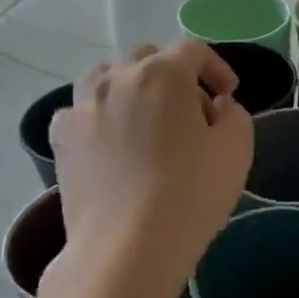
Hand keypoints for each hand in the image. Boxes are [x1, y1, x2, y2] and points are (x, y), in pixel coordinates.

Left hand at [49, 43, 251, 295]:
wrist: (128, 246)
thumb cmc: (192, 192)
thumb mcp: (237, 149)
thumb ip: (234, 114)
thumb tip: (216, 106)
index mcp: (163, 73)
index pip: (194, 50)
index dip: (217, 67)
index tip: (229, 95)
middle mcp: (116, 78)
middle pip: (149, 59)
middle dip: (175, 77)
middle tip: (193, 113)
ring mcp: (82, 106)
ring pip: (108, 78)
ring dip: (133, 89)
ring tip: (148, 123)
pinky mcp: (61, 139)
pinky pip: (83, 111)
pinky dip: (102, 116)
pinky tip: (114, 144)